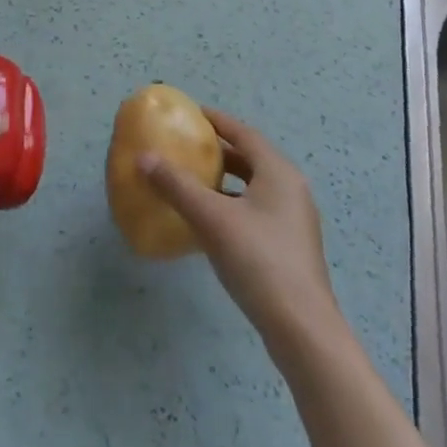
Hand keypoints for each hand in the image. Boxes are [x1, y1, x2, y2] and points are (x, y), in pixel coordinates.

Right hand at [138, 108, 340, 359]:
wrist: (302, 331)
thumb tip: (143, 157)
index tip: (191, 114)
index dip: (217, 122)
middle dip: (219, 153)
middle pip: (250, 159)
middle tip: (187, 149)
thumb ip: (176, 185)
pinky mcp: (290, 249)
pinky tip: (209, 224)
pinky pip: (256, 213)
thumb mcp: (211, 218)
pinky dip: (232, 207)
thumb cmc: (258, 260)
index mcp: (278, 172)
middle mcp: (291, 189)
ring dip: (225, 182)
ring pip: (253, 188)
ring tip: (193, 184)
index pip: (244, 133)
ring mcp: (294, 222)